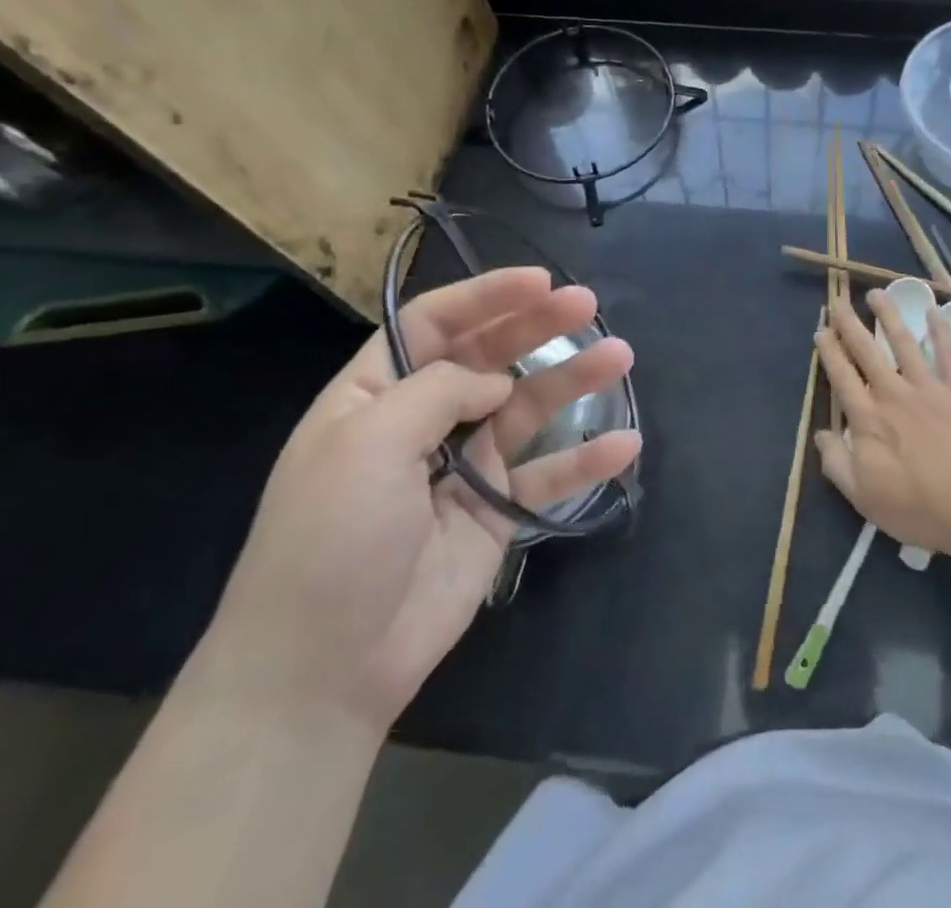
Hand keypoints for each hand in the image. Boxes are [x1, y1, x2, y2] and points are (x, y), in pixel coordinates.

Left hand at [202, 268, 636, 733]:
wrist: (324, 670)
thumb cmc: (331, 538)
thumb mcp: (368, 444)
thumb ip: (440, 392)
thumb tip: (497, 382)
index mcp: (375, 393)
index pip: (435, 324)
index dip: (487, 297)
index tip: (541, 281)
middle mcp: (421, 420)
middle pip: (490, 357)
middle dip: (538, 327)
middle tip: (589, 306)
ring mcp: (462, 466)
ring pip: (527, 408)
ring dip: (573, 381)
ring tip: (619, 358)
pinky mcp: (494, 512)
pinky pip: (545, 475)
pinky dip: (584, 460)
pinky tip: (625, 445)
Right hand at [813, 289, 950, 559]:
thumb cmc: (918, 508)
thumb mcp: (864, 497)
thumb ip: (837, 463)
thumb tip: (821, 435)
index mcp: (868, 420)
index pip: (842, 377)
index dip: (829, 352)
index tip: (821, 331)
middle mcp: (893, 395)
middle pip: (866, 352)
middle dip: (850, 325)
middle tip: (838, 301)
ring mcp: (928, 389)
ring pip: (904, 343)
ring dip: (888, 316)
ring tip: (877, 294)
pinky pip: (949, 355)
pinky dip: (941, 331)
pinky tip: (934, 311)